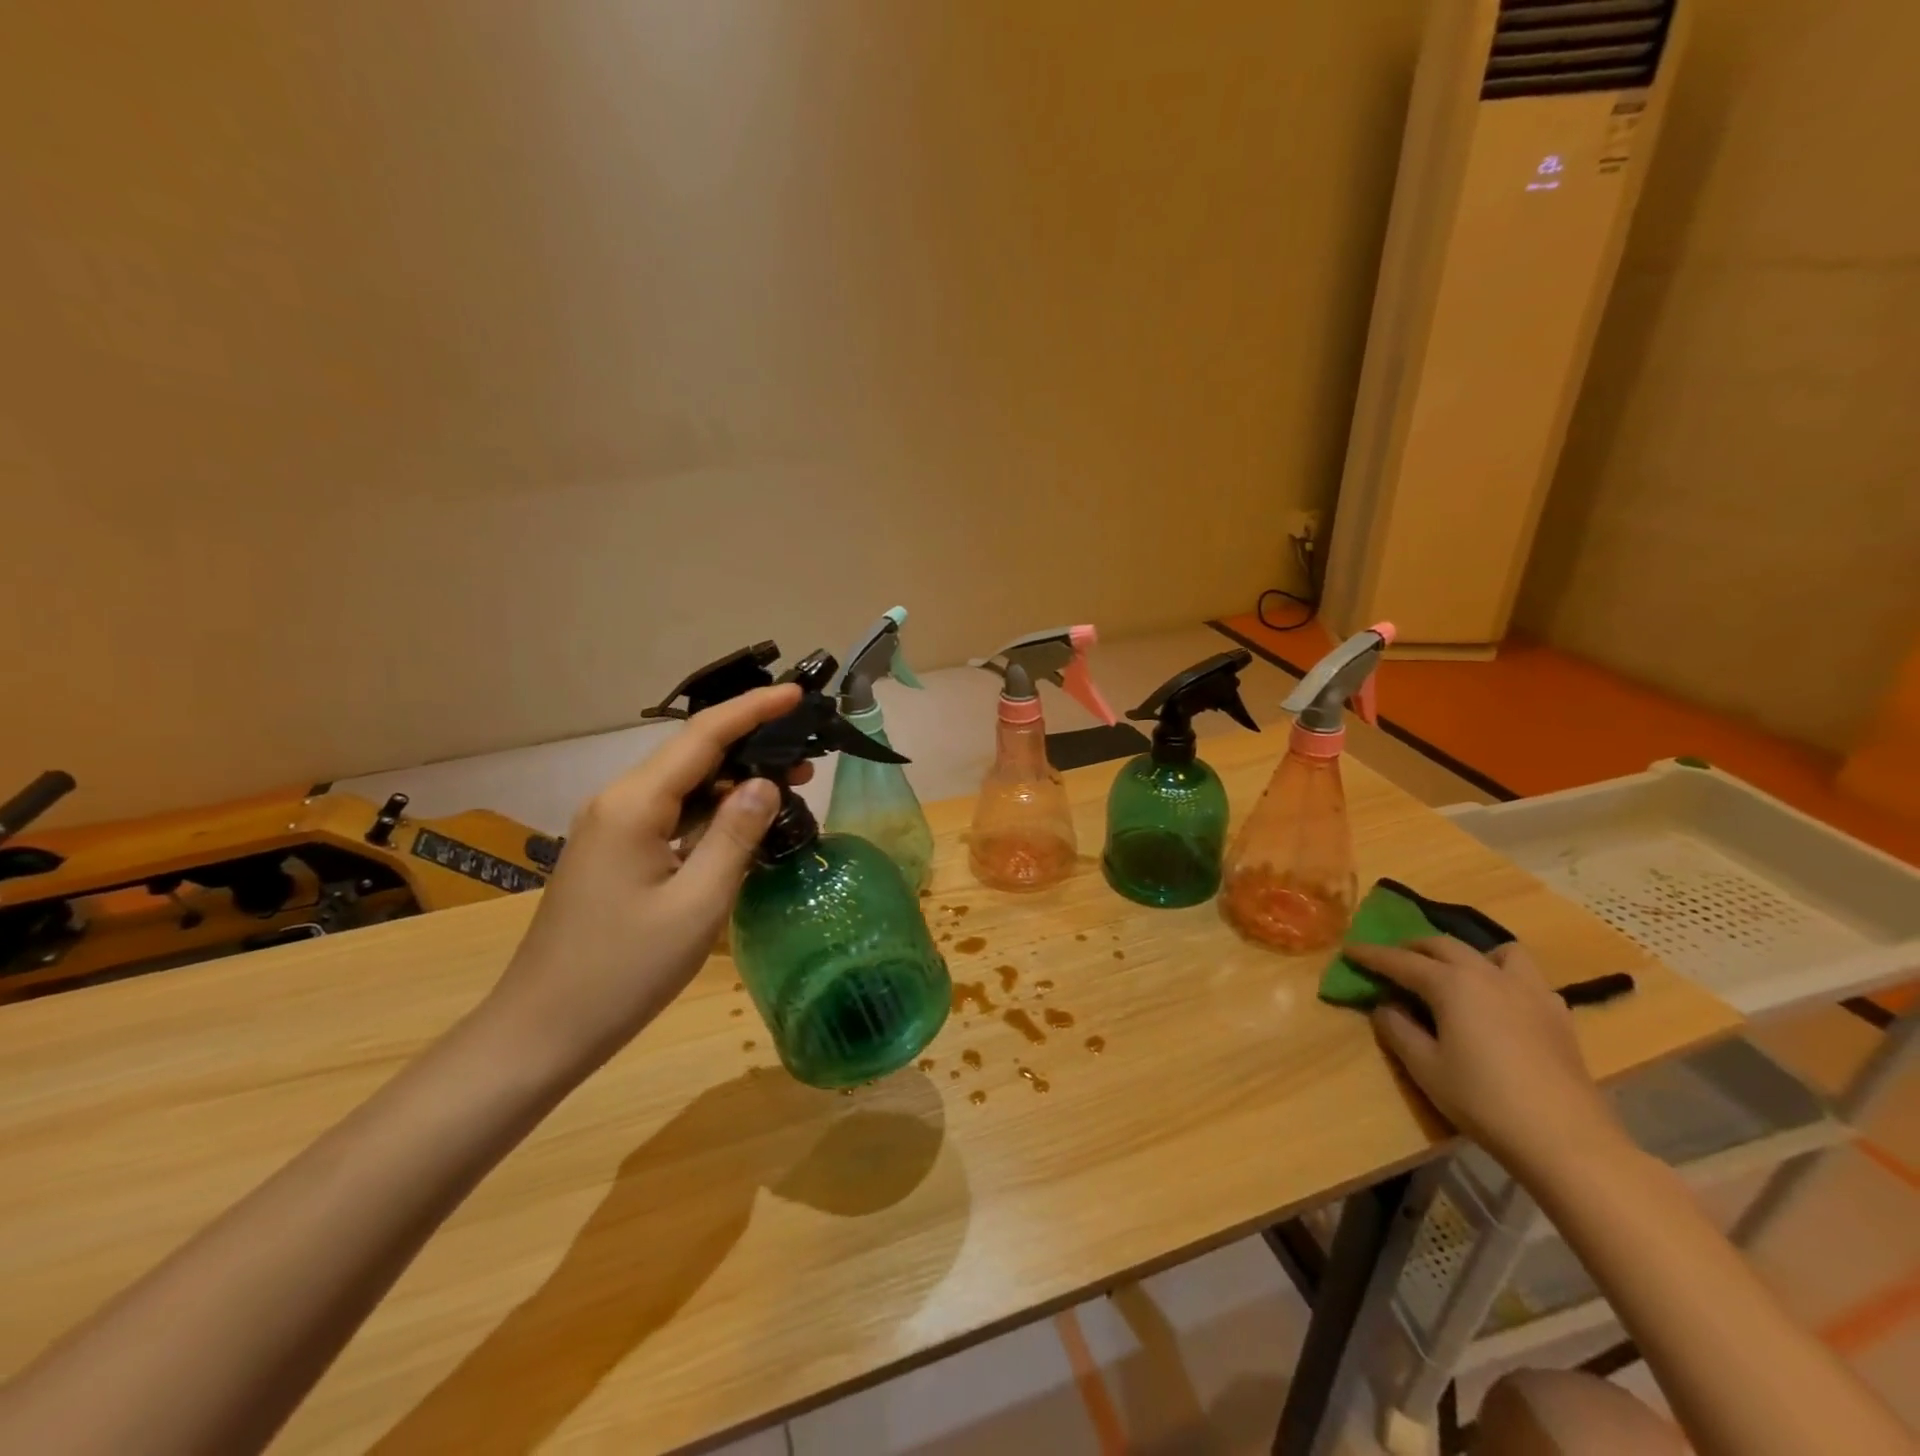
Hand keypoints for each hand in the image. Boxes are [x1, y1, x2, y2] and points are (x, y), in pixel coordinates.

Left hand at [483, 684, 806, 1076]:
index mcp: (635, 804)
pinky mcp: (614, 854)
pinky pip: (671, 816)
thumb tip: (766, 783)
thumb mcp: (698, 904)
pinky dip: (711, 814)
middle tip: (809, 759)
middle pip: (693, 756)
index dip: (753, 709)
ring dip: (734, 784)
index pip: (703, 736)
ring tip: (789, 789)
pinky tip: (743, 827)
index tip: (797, 694)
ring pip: (683, 787)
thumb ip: (735, 834)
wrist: (540, 1032)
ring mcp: (611, 829)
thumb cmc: (623, 971)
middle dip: (751, 747)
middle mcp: (618, 802)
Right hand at [1347, 937, 1627, 1177]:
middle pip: (1444, 946)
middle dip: (1414, 948)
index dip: (1372, 955)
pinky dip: (1505, 978)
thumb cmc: (1484, 1101)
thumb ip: (1398, 1030)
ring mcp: (1529, 992)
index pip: (1400, 961)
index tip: (1349, 950)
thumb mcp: (1425, 1067)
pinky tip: (1500, 1003)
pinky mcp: (1557, 1015)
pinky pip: (1527, 978)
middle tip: (1394, 961)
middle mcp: (1488, 975)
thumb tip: (1385, 1006)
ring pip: (1495, 951)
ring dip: (1468, 954)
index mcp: (1451, 984)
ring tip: (1456, 973)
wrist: (1567, 1140)